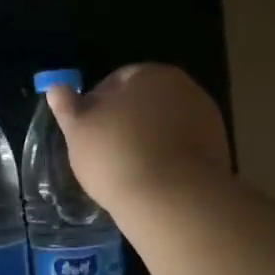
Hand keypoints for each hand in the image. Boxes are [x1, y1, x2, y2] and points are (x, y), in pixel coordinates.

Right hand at [45, 64, 229, 216]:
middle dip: (125, 120)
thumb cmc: (116, 155)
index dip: (96, 102)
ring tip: (126, 169)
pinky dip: (166, 158)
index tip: (85, 129)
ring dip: (147, 139)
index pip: (118, 79)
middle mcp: (184, 88)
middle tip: (103, 150)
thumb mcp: (78, 130)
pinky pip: (182, 148)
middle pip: (145, 100)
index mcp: (150, 74)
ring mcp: (207, 119)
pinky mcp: (218, 151)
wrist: (173, 200)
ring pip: (165, 125)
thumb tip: (56, 88)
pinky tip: (150, 179)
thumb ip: (67, 106)